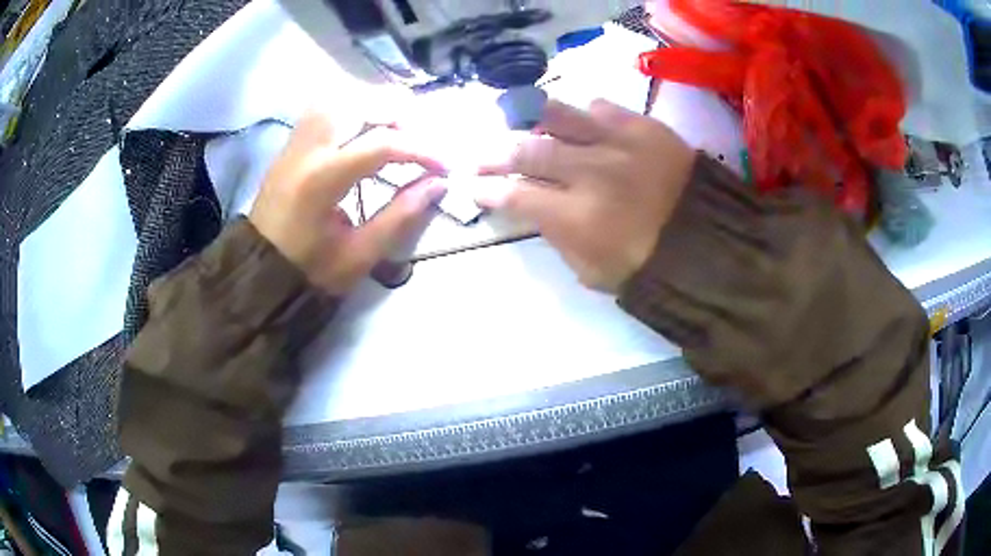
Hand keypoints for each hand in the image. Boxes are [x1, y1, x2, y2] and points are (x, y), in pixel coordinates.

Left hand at [250, 112, 446, 294]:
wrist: (260, 274)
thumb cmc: (310, 271)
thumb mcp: (360, 254)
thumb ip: (401, 215)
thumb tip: (438, 183)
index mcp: (322, 179)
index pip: (381, 144)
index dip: (421, 150)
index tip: (445, 166)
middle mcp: (306, 148)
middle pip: (358, 104)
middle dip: (399, 114)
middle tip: (423, 137)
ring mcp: (295, 142)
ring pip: (338, 98)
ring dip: (373, 105)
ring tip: (396, 126)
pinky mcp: (291, 145)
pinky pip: (324, 109)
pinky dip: (351, 108)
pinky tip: (365, 126)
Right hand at [476, 99, 695, 291]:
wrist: (710, 245)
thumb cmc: (648, 267)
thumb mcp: (591, 271)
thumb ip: (557, 236)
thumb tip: (536, 207)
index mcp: (576, 216)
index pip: (515, 194)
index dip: (488, 189)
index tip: (473, 185)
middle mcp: (590, 171)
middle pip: (528, 149)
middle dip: (496, 152)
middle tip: (482, 153)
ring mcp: (619, 143)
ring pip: (560, 116)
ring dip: (533, 120)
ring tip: (521, 122)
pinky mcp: (646, 128)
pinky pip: (604, 108)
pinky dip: (585, 112)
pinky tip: (580, 120)